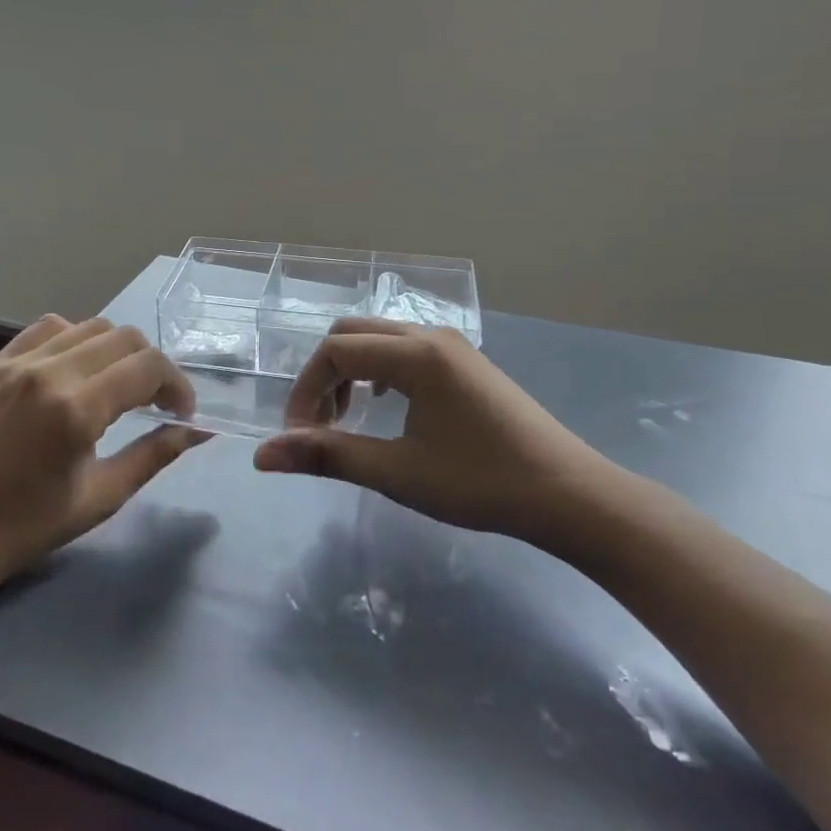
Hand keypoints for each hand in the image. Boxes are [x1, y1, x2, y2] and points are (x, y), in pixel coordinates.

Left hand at [0, 316, 205, 592]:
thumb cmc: (28, 526)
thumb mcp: (102, 496)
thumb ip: (154, 454)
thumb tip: (199, 431)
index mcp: (76, 408)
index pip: (148, 367)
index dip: (177, 386)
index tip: (182, 414)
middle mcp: (47, 371)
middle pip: (124, 338)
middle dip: (152, 366)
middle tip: (156, 402)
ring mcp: (16, 362)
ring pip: (88, 326)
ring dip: (116, 350)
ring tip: (116, 384)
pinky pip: (46, 329)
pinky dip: (74, 340)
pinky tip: (74, 371)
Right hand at [253, 318, 622, 556]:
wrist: (569, 495)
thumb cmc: (480, 483)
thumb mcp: (396, 472)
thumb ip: (327, 455)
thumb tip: (262, 455)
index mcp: (414, 354)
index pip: (334, 352)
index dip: (305, 391)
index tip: (299, 438)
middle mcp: (430, 336)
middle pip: (352, 335)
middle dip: (323, 377)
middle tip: (319, 427)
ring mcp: (453, 346)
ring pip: (379, 340)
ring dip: (350, 373)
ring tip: (346, 421)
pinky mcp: (466, 362)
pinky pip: (404, 350)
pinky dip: (378, 372)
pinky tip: (386, 408)